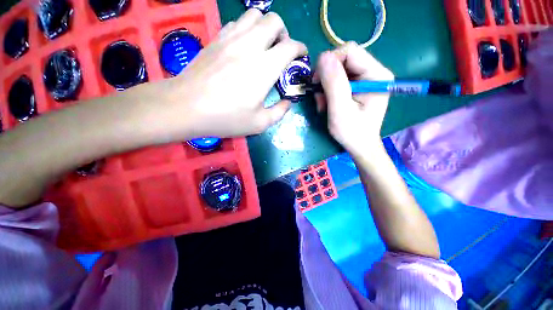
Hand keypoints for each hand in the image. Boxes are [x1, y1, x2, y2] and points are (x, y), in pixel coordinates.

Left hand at [162, 9, 306, 138]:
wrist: (187, 106)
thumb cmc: (226, 117)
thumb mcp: (259, 123)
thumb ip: (279, 113)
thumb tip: (288, 103)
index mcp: (265, 67)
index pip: (291, 46)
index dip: (301, 49)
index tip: (301, 56)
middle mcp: (251, 45)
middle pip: (274, 20)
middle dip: (284, 33)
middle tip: (281, 51)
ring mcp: (231, 38)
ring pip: (255, 15)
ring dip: (265, 27)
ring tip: (264, 46)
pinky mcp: (216, 39)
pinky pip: (237, 22)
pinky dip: (247, 29)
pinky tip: (244, 46)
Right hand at [315, 42, 393, 155]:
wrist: (359, 145)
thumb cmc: (352, 132)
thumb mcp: (340, 110)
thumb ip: (333, 83)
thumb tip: (323, 57)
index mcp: (376, 74)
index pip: (349, 51)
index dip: (329, 63)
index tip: (316, 83)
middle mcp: (373, 71)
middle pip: (342, 59)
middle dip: (326, 77)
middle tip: (320, 98)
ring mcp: (365, 79)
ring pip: (337, 70)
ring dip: (325, 87)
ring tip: (323, 105)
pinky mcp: (357, 86)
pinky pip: (337, 80)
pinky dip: (327, 91)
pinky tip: (327, 104)